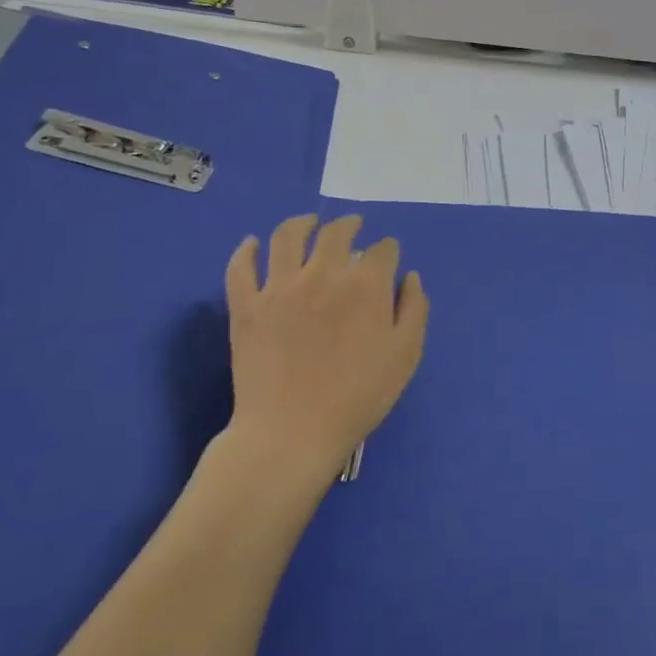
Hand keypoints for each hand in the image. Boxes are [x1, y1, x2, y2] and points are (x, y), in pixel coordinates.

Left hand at [223, 213, 428, 488]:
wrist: (292, 433)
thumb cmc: (358, 397)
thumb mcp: (405, 356)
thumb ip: (414, 309)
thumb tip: (408, 276)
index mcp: (365, 285)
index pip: (382, 250)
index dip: (388, 250)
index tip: (388, 256)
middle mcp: (322, 273)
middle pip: (336, 232)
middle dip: (349, 224)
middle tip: (353, 226)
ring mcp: (279, 287)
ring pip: (287, 236)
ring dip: (301, 223)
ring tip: (308, 223)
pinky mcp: (246, 305)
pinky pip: (241, 267)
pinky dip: (246, 251)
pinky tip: (252, 244)